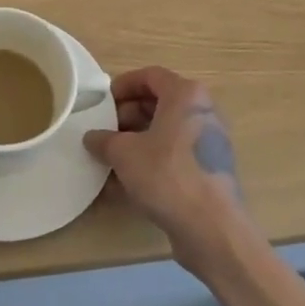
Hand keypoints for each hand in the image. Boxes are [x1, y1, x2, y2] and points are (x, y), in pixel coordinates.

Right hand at [84, 66, 250, 269]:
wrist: (213, 229)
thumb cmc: (167, 175)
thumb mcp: (124, 153)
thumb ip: (103, 140)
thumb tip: (92, 138)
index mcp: (186, 95)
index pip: (150, 76)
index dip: (122, 86)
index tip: (102, 103)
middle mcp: (203, 112)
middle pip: (159, 102)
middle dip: (127, 115)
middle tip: (105, 132)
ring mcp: (210, 142)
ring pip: (166, 131)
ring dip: (137, 140)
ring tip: (111, 158)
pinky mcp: (209, 170)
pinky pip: (175, 155)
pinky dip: (152, 161)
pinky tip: (127, 184)